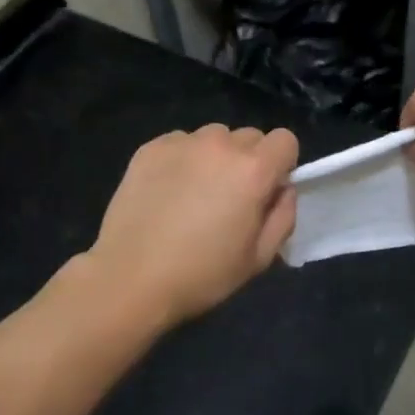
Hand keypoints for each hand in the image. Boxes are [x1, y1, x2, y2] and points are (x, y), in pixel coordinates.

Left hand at [87, 125, 299, 329]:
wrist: (130, 278)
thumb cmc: (202, 274)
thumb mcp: (259, 257)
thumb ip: (283, 215)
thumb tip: (282, 189)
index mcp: (253, 170)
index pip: (284, 140)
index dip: (281, 165)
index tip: (266, 192)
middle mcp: (220, 145)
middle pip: (249, 137)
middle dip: (248, 161)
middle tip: (229, 198)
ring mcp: (182, 143)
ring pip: (214, 137)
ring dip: (215, 157)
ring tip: (195, 193)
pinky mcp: (150, 147)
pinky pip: (181, 143)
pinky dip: (183, 159)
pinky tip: (168, 191)